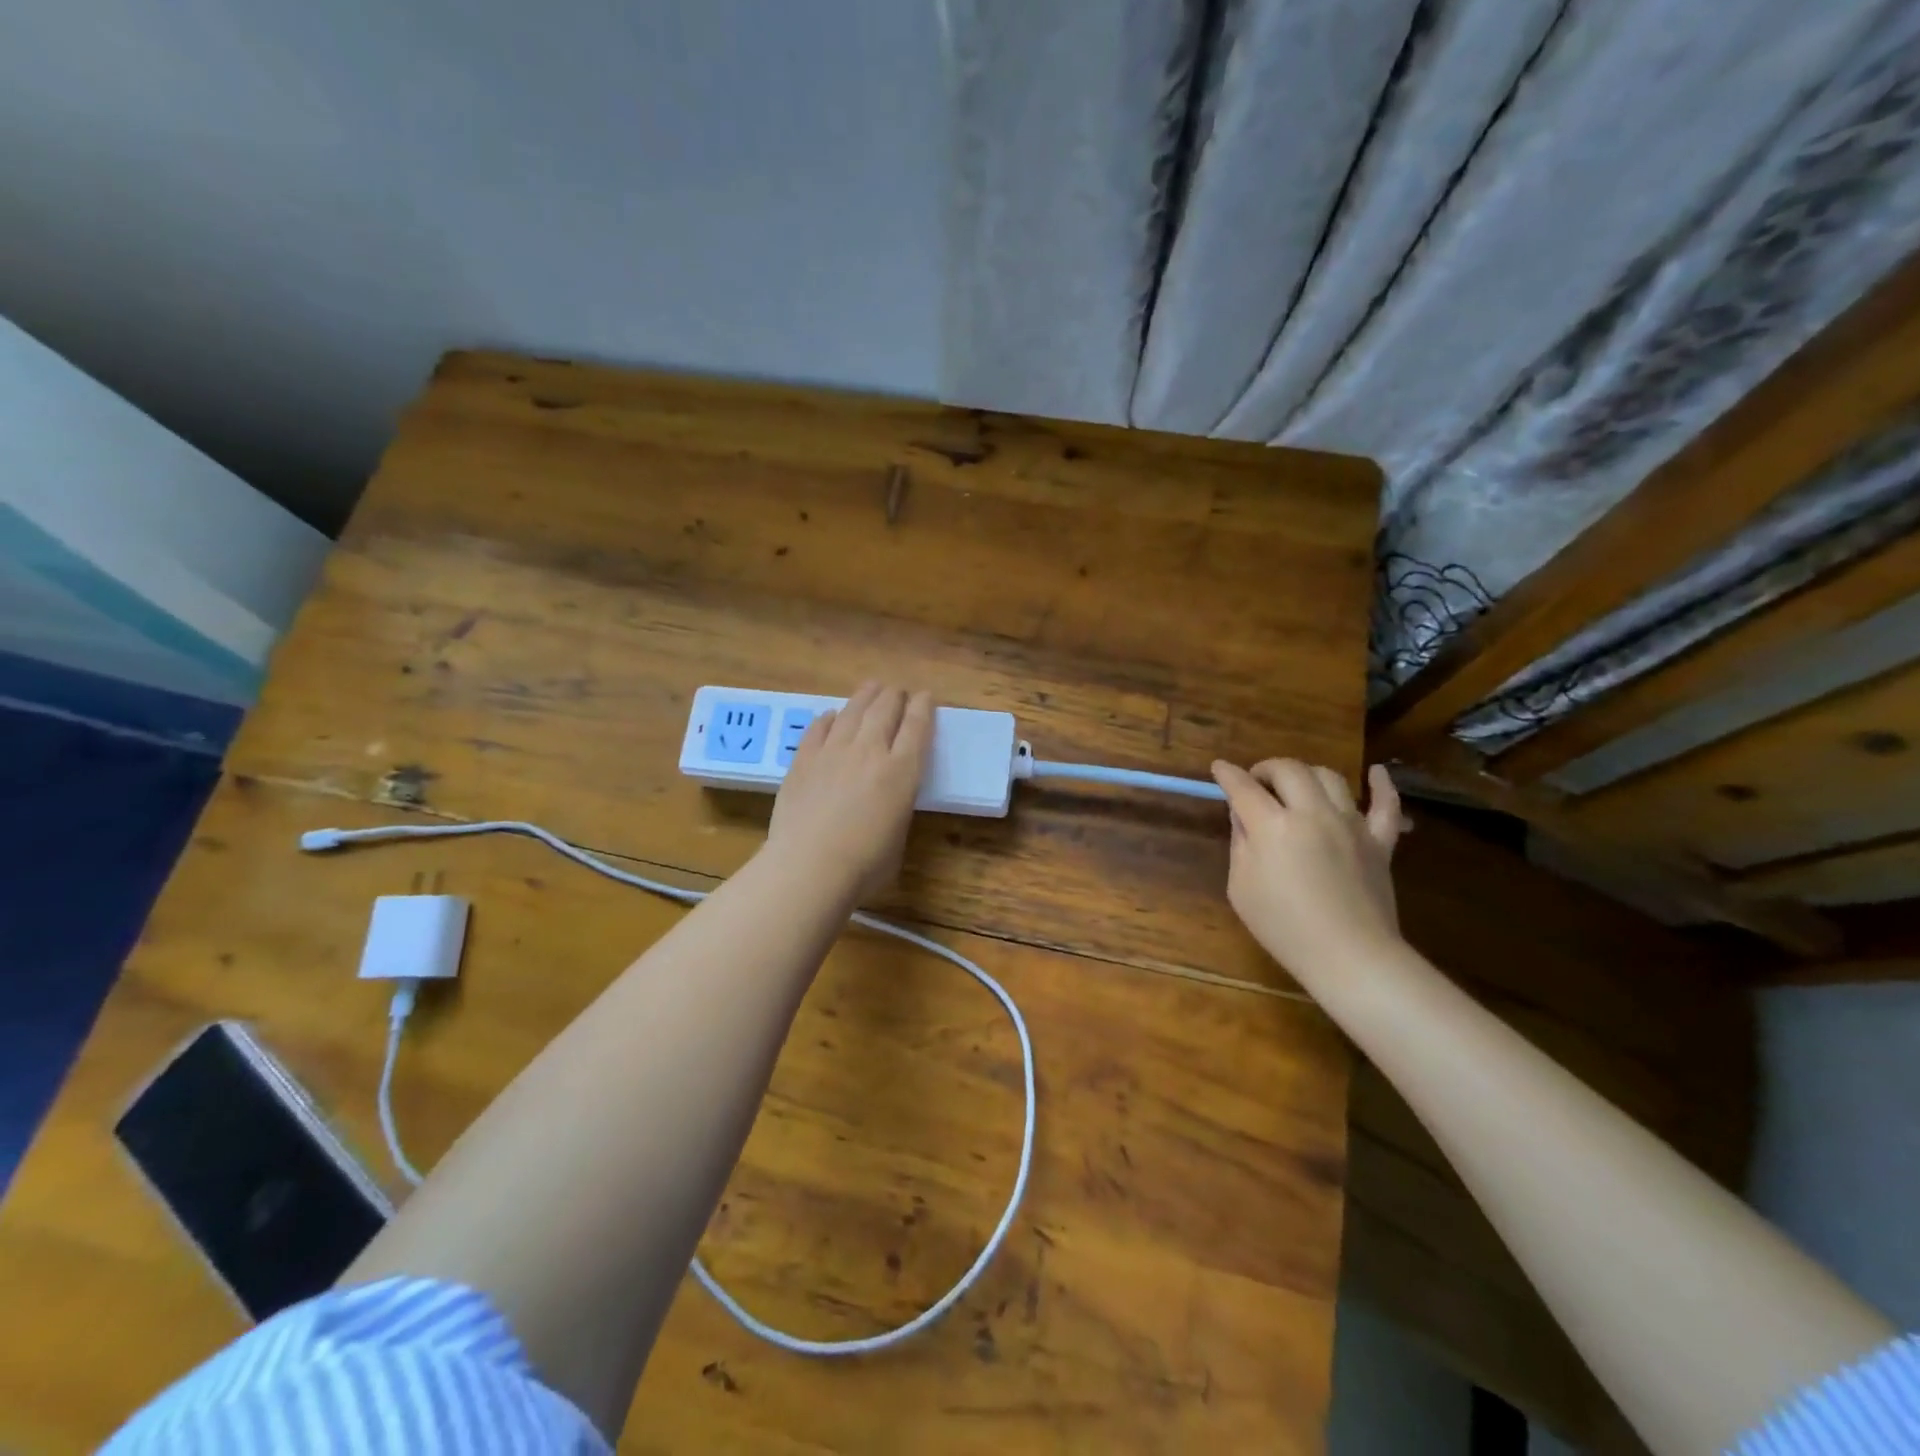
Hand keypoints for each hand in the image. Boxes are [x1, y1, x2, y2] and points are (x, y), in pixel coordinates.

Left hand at [765, 682, 933, 900]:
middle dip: (895, 695)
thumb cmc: (865, 866)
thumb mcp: (899, 835)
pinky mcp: (803, 760)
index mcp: (902, 771)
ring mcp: (832, 751)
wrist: (809, 868)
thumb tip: (888, 797)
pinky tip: (830, 716)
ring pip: (852, 711)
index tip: (926, 696)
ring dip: (865, 696)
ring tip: (871, 688)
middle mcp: (870, 751)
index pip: (918, 726)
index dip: (924, 707)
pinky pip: (818, 728)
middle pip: (885, 709)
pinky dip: (828, 719)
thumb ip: (897, 805)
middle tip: (898, 691)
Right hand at [1210, 759, 1409, 983]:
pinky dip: (1381, 785)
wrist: (1349, 956)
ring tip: (1296, 786)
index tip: (1219, 768)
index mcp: (1272, 826)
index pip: (1243, 787)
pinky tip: (1377, 773)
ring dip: (1306, 774)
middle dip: (1266, 768)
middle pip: (1288, 769)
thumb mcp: (1241, 887)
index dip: (1228, 774)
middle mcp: (1312, 813)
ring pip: (1329, 777)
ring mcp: (1350, 824)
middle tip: (1256, 782)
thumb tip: (1244, 816)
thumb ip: (1241, 844)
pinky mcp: (1380, 841)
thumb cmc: (1283, 927)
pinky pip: (1386, 805)